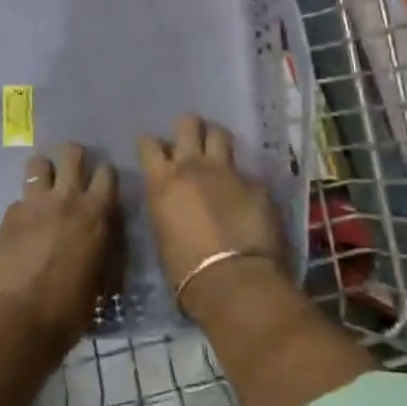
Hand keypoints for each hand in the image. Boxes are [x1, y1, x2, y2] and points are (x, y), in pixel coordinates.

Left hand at [0, 142, 120, 352]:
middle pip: (71, 152)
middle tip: (72, 171)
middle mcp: (66, 199)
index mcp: (96, 213)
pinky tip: (22, 228)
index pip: (107, 172)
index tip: (102, 182)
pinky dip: (23, 209)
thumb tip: (102, 237)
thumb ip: (103, 246)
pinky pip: (18, 200)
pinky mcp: (8, 216)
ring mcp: (33, 204)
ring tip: (44, 188)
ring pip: (37, 164)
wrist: (21, 319)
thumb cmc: (71, 308)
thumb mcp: (101, 277)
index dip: (104, 174)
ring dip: (43, 172)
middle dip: (72, 156)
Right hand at [137, 115, 285, 308]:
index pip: (149, 144)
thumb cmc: (185, 270)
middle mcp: (193, 166)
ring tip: (218, 152)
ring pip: (220, 134)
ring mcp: (228, 172)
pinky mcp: (257, 184)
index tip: (156, 153)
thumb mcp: (162, 232)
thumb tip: (175, 200)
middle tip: (191, 141)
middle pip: (188, 124)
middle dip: (188, 128)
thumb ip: (167, 204)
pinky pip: (247, 171)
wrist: (233, 282)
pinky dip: (243, 179)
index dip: (152, 145)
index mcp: (162, 181)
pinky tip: (246, 195)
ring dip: (216, 139)